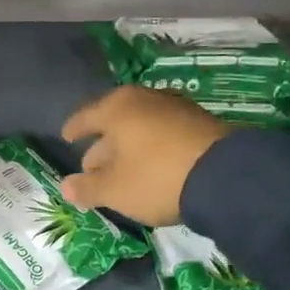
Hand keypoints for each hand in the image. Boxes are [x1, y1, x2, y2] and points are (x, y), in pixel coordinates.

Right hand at [60, 86, 231, 226]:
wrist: (225, 176)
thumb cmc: (155, 178)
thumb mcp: (114, 190)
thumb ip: (86, 188)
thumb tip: (65, 186)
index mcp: (117, 108)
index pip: (85, 117)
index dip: (73, 130)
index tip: (66, 138)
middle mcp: (144, 99)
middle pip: (114, 121)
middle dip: (101, 144)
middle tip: (92, 167)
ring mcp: (175, 107)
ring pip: (140, 127)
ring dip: (128, 147)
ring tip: (123, 170)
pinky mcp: (199, 121)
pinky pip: (162, 132)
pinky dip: (151, 147)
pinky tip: (151, 166)